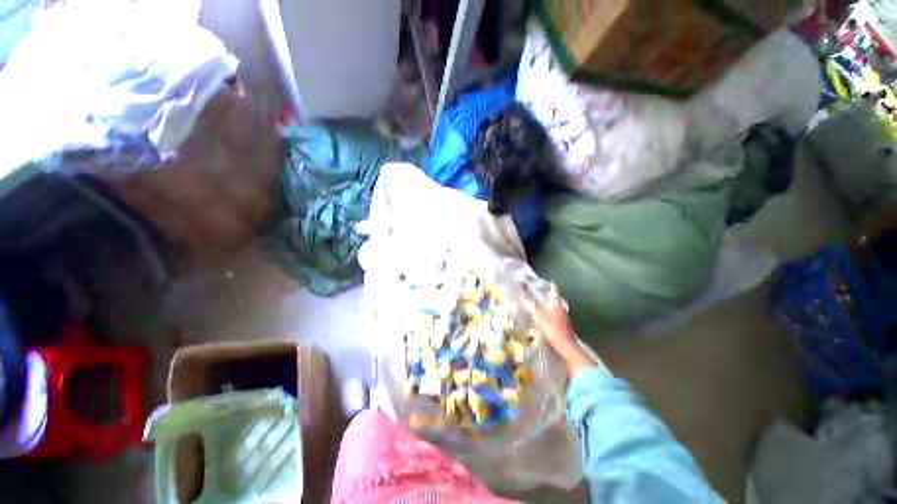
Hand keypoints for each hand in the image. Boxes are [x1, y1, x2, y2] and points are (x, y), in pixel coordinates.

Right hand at [529, 285, 596, 377]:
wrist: (565, 343)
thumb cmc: (551, 327)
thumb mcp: (538, 316)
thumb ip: (531, 307)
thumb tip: (523, 299)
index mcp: (556, 303)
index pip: (554, 292)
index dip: (553, 287)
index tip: (552, 282)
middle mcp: (562, 307)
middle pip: (557, 300)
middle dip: (551, 299)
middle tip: (545, 298)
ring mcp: (565, 316)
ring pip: (558, 308)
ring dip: (553, 307)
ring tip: (546, 308)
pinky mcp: (566, 324)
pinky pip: (559, 316)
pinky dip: (554, 315)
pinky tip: (549, 319)